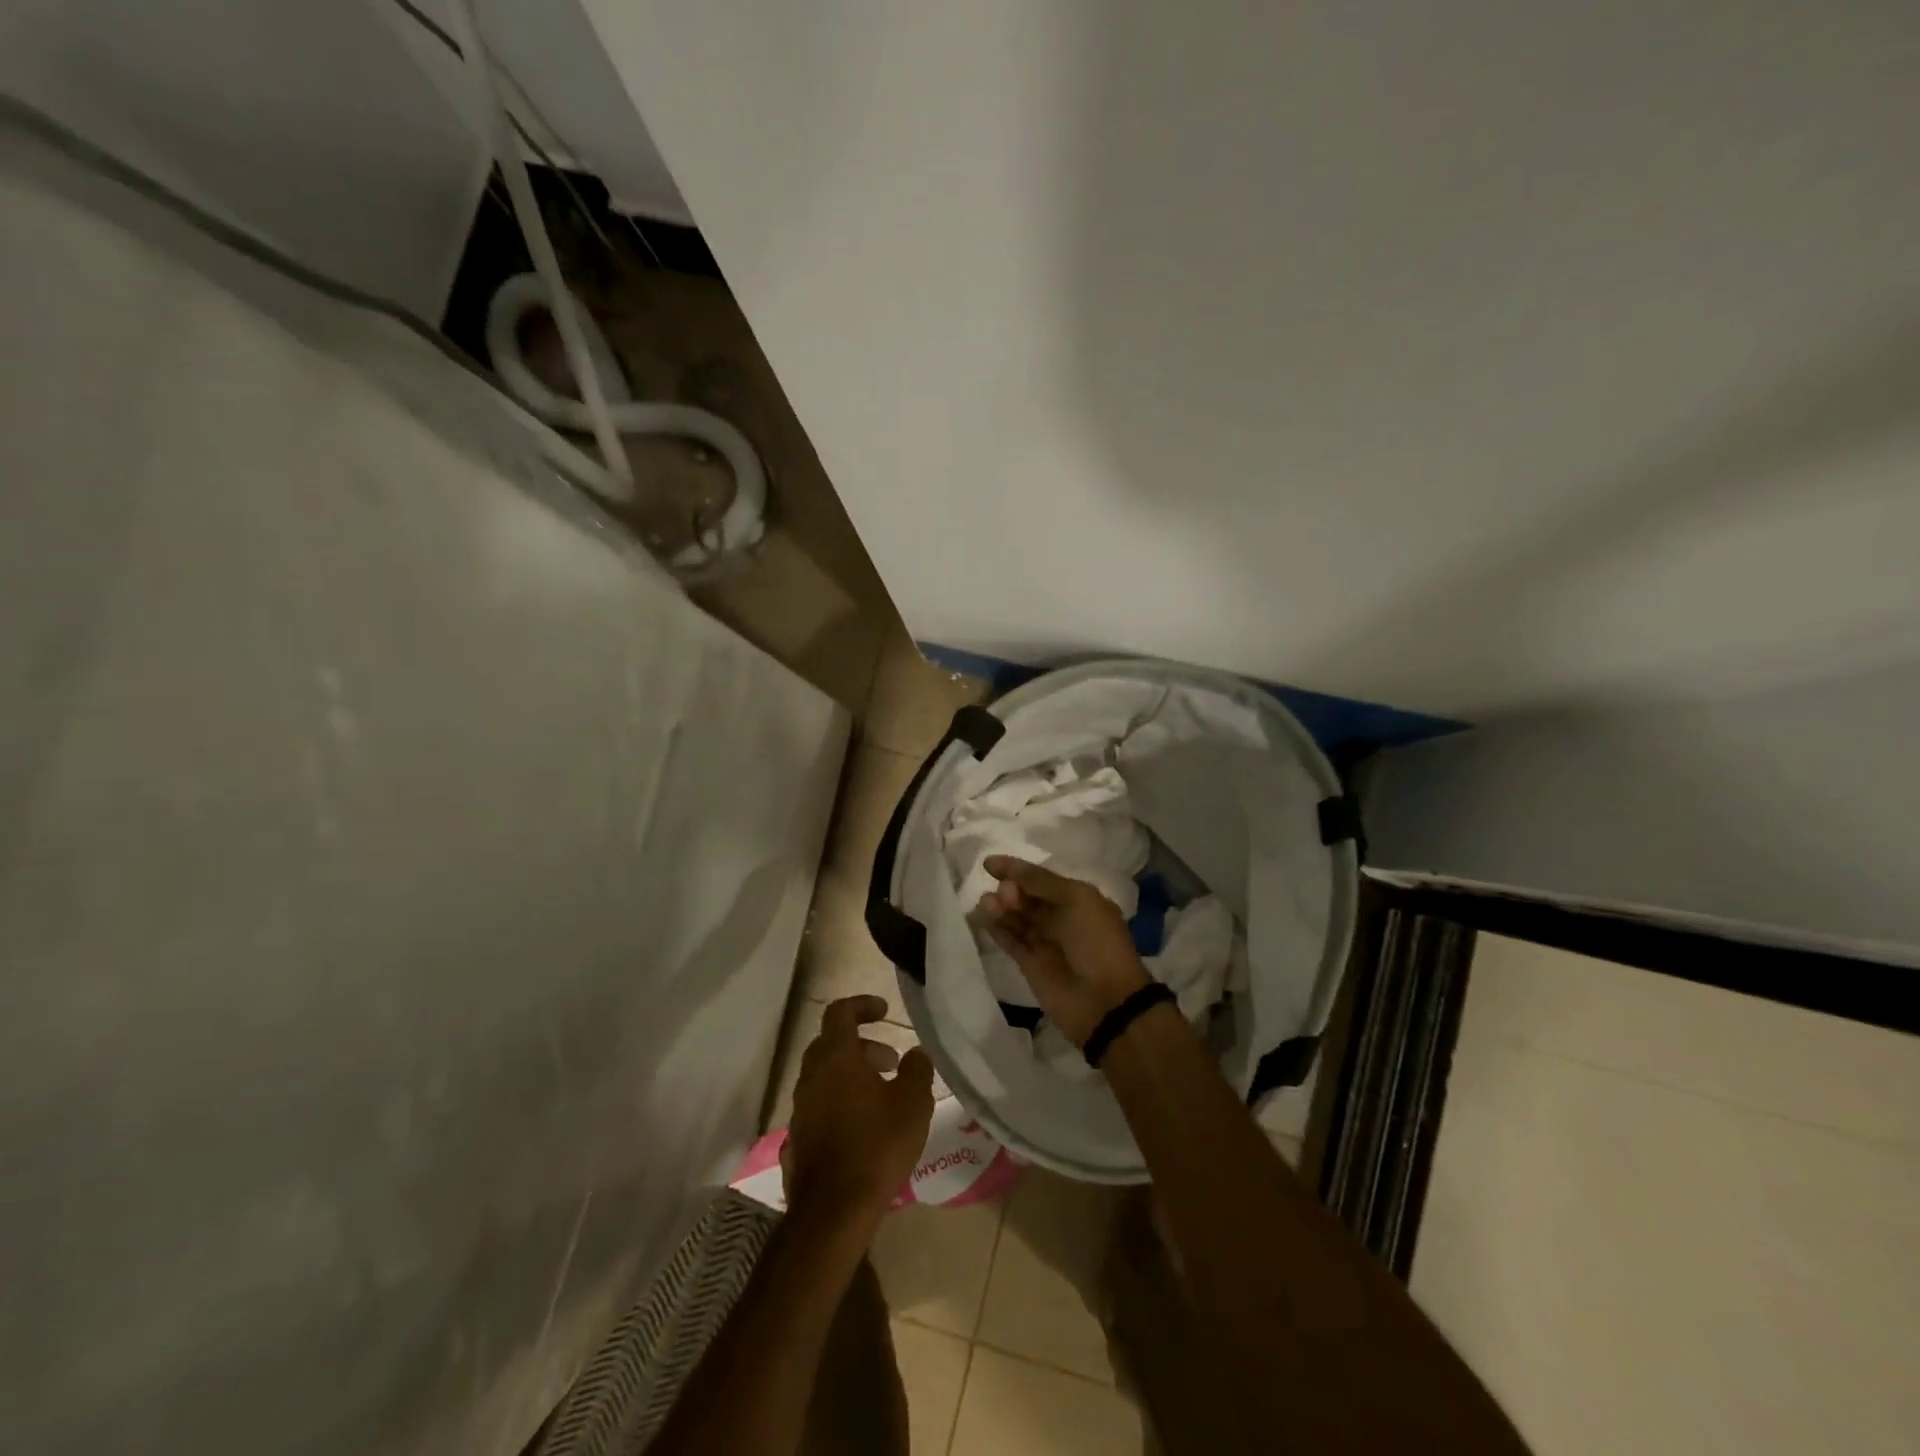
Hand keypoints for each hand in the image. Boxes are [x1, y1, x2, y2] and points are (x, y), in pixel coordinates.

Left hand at [784, 996, 935, 1226]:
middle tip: (889, 1061)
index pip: (840, 1012)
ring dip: (849, 1076)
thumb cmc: (877, 1146)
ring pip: (822, 1077)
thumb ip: (917, 1069)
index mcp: (836, 1058)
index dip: (862, 1005)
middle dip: (861, 1045)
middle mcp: (811, 1077)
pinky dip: (838, 1105)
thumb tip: (916, 1052)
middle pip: (830, 1044)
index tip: (884, 1011)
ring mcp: (799, 1110)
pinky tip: (858, 1129)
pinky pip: (817, 1109)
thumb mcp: (913, 1103)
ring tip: (880, 1097)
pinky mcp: (796, 1141)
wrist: (833, 1212)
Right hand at [974, 855, 1152, 1046]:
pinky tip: (983, 916)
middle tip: (1004, 893)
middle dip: (1012, 890)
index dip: (1018, 870)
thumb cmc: (1096, 942)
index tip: (990, 864)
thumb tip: (1009, 869)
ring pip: (1017, 918)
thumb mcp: (1077, 899)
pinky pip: (1010, 940)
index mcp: (1080, 900)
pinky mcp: (1029, 964)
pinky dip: (996, 928)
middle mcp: (1061, 918)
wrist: (1105, 1000)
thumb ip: (1041, 881)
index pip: (1043, 879)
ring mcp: (1045, 942)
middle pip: (1028, 898)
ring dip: (1001, 908)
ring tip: (988, 903)